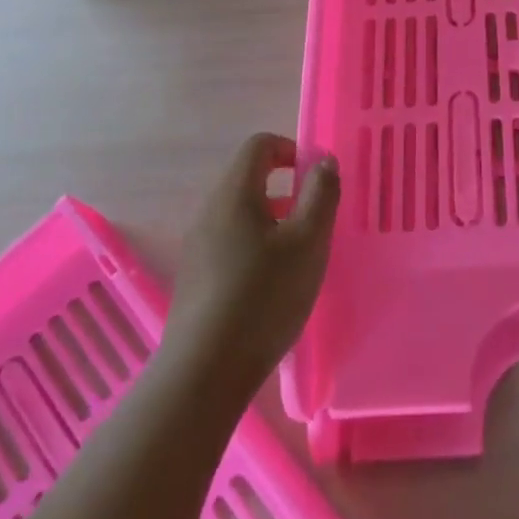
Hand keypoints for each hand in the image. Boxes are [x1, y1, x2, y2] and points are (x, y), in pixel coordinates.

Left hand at [167, 134, 339, 396]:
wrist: (204, 373)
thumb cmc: (264, 297)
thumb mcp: (308, 241)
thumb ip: (321, 194)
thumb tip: (323, 161)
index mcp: (234, 193)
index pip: (259, 145)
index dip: (291, 149)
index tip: (316, 180)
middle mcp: (209, 211)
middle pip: (248, 177)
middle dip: (286, 188)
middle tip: (315, 219)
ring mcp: (198, 245)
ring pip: (240, 212)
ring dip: (273, 219)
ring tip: (299, 254)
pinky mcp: (195, 276)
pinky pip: (230, 240)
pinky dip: (256, 245)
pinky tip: (273, 284)